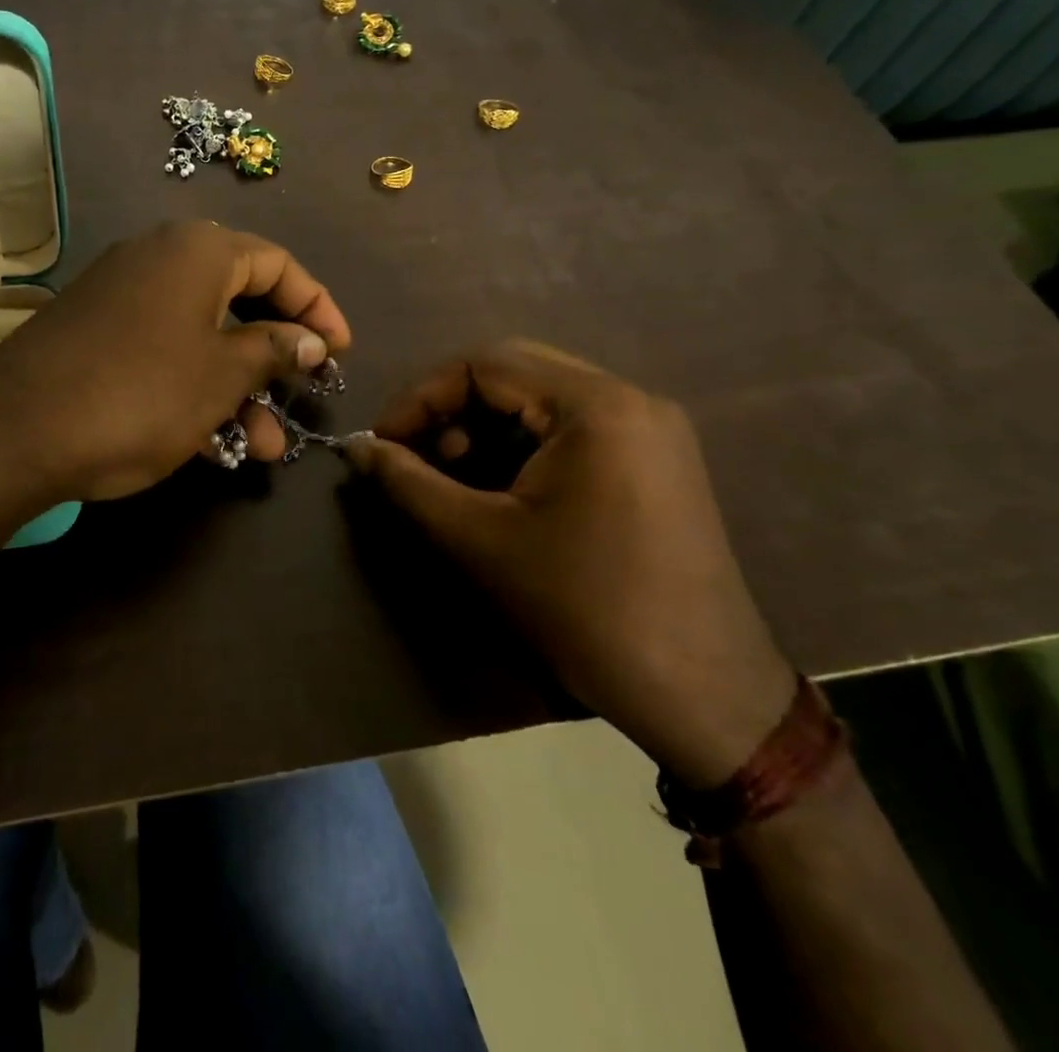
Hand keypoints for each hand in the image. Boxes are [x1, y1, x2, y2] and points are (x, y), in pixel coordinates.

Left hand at [0, 221, 351, 503]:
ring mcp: (120, 296)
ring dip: (237, 389)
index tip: (341, 352)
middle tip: (301, 401)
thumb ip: (274, 349)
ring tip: (261, 449)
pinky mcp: (94, 333)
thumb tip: (311, 339)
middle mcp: (158, 259)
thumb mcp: (222, 375)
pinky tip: (208, 441)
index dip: (317, 307)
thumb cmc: (139, 394)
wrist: (13, 432)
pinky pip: (162, 351)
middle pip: (239, 301)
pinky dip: (192, 388)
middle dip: (275, 360)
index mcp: (197, 251)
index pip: (278, 264)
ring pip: (200, 336)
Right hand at [345, 340, 795, 787]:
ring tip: (452, 475)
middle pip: (515, 371)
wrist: (702, 695)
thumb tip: (356, 447)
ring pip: (542, 397)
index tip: (383, 443)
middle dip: (450, 408)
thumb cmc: (583, 610)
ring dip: (485, 425)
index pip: (484, 363)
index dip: (421, 396)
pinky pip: (572, 426)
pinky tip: (501, 487)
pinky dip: (523, 443)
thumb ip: (407, 482)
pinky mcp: (657, 460)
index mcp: (595, 405)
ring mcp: (651, 428)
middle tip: (412, 455)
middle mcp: (630, 398)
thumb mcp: (479, 540)